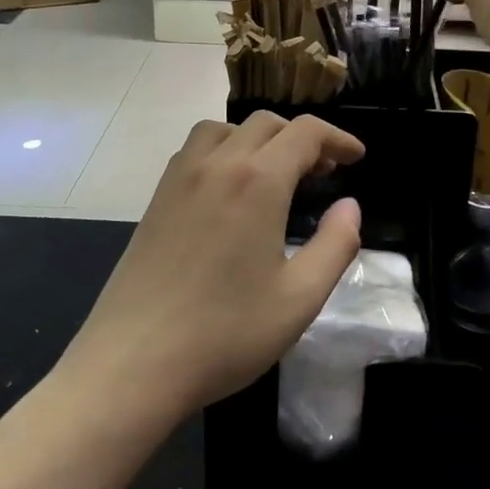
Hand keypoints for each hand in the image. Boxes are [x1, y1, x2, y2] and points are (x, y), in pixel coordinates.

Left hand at [60, 112, 363, 417]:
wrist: (132, 363)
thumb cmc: (225, 334)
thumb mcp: (300, 299)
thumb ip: (335, 245)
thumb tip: (349, 206)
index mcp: (257, 181)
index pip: (306, 132)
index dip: (338, 138)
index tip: (357, 157)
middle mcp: (217, 164)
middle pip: (266, 124)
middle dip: (302, 138)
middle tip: (324, 172)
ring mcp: (179, 177)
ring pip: (225, 129)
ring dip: (259, 138)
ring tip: (275, 173)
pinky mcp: (156, 198)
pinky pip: (195, 150)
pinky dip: (224, 150)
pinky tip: (229, 190)